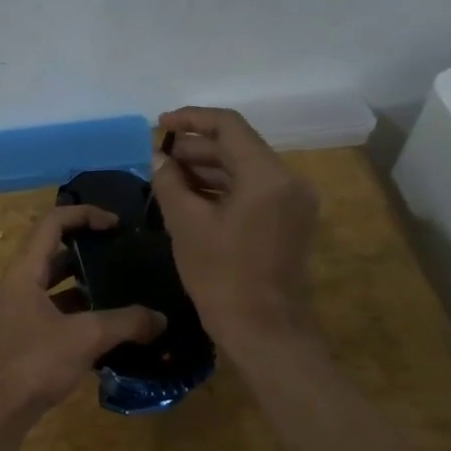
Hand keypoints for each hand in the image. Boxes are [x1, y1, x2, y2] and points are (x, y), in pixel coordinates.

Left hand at [0, 205, 166, 419]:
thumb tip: (161, 318)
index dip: (84, 214)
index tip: (116, 224)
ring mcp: (16, 312)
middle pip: (52, 252)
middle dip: (87, 250)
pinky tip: (106, 328)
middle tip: (122, 254)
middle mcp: (16, 285)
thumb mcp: (84, 338)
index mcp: (23, 272)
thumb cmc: (32, 364)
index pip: (52, 223)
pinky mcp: (21, 338)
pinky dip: (78, 313)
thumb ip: (125, 323)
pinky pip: (53, 312)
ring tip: (121, 289)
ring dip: (84, 284)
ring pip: (53, 285)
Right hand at [148, 106, 319, 352]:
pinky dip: (223, 188)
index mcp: (267, 175)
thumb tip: (160, 159)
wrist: (264, 331)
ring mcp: (293, 201)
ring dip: (207, 168)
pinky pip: (253, 190)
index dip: (191, 119)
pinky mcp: (289, 220)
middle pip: (238, 146)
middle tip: (157, 157)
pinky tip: (190, 196)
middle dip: (196, 148)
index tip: (160, 125)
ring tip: (167, 175)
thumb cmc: (222, 276)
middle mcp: (288, 180)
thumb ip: (170, 182)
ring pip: (245, 169)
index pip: (228, 126)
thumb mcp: (186, 224)